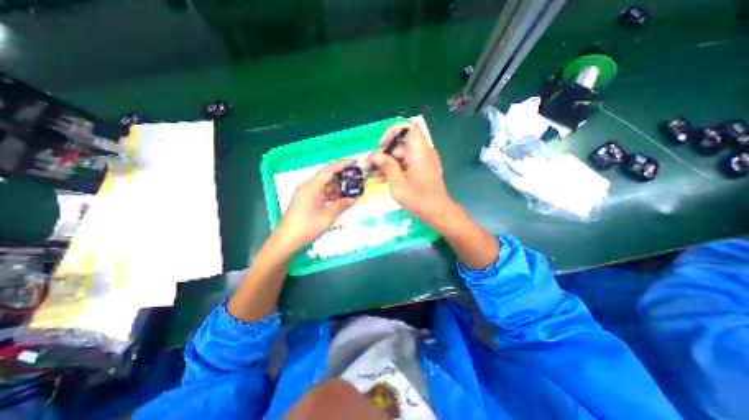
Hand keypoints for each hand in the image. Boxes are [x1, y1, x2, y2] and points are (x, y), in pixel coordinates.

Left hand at [274, 158, 358, 251]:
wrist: (286, 240)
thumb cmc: (306, 228)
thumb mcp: (326, 217)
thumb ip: (340, 206)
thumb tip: (353, 199)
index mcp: (312, 186)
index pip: (330, 169)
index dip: (344, 164)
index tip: (356, 161)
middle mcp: (308, 186)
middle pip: (327, 175)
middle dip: (342, 176)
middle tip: (356, 178)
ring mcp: (306, 192)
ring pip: (325, 184)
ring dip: (337, 187)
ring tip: (350, 191)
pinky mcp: (306, 199)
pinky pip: (321, 192)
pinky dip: (331, 194)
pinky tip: (339, 200)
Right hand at [366, 119, 458, 228]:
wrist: (438, 213)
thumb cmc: (419, 200)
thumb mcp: (399, 185)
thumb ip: (388, 168)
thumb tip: (377, 156)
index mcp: (420, 152)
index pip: (409, 128)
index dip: (393, 132)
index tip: (382, 146)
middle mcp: (422, 153)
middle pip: (400, 145)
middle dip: (383, 154)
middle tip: (368, 167)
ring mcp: (422, 161)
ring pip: (400, 155)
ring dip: (386, 163)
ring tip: (373, 175)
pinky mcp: (421, 169)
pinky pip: (405, 163)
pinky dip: (394, 168)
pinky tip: (382, 178)